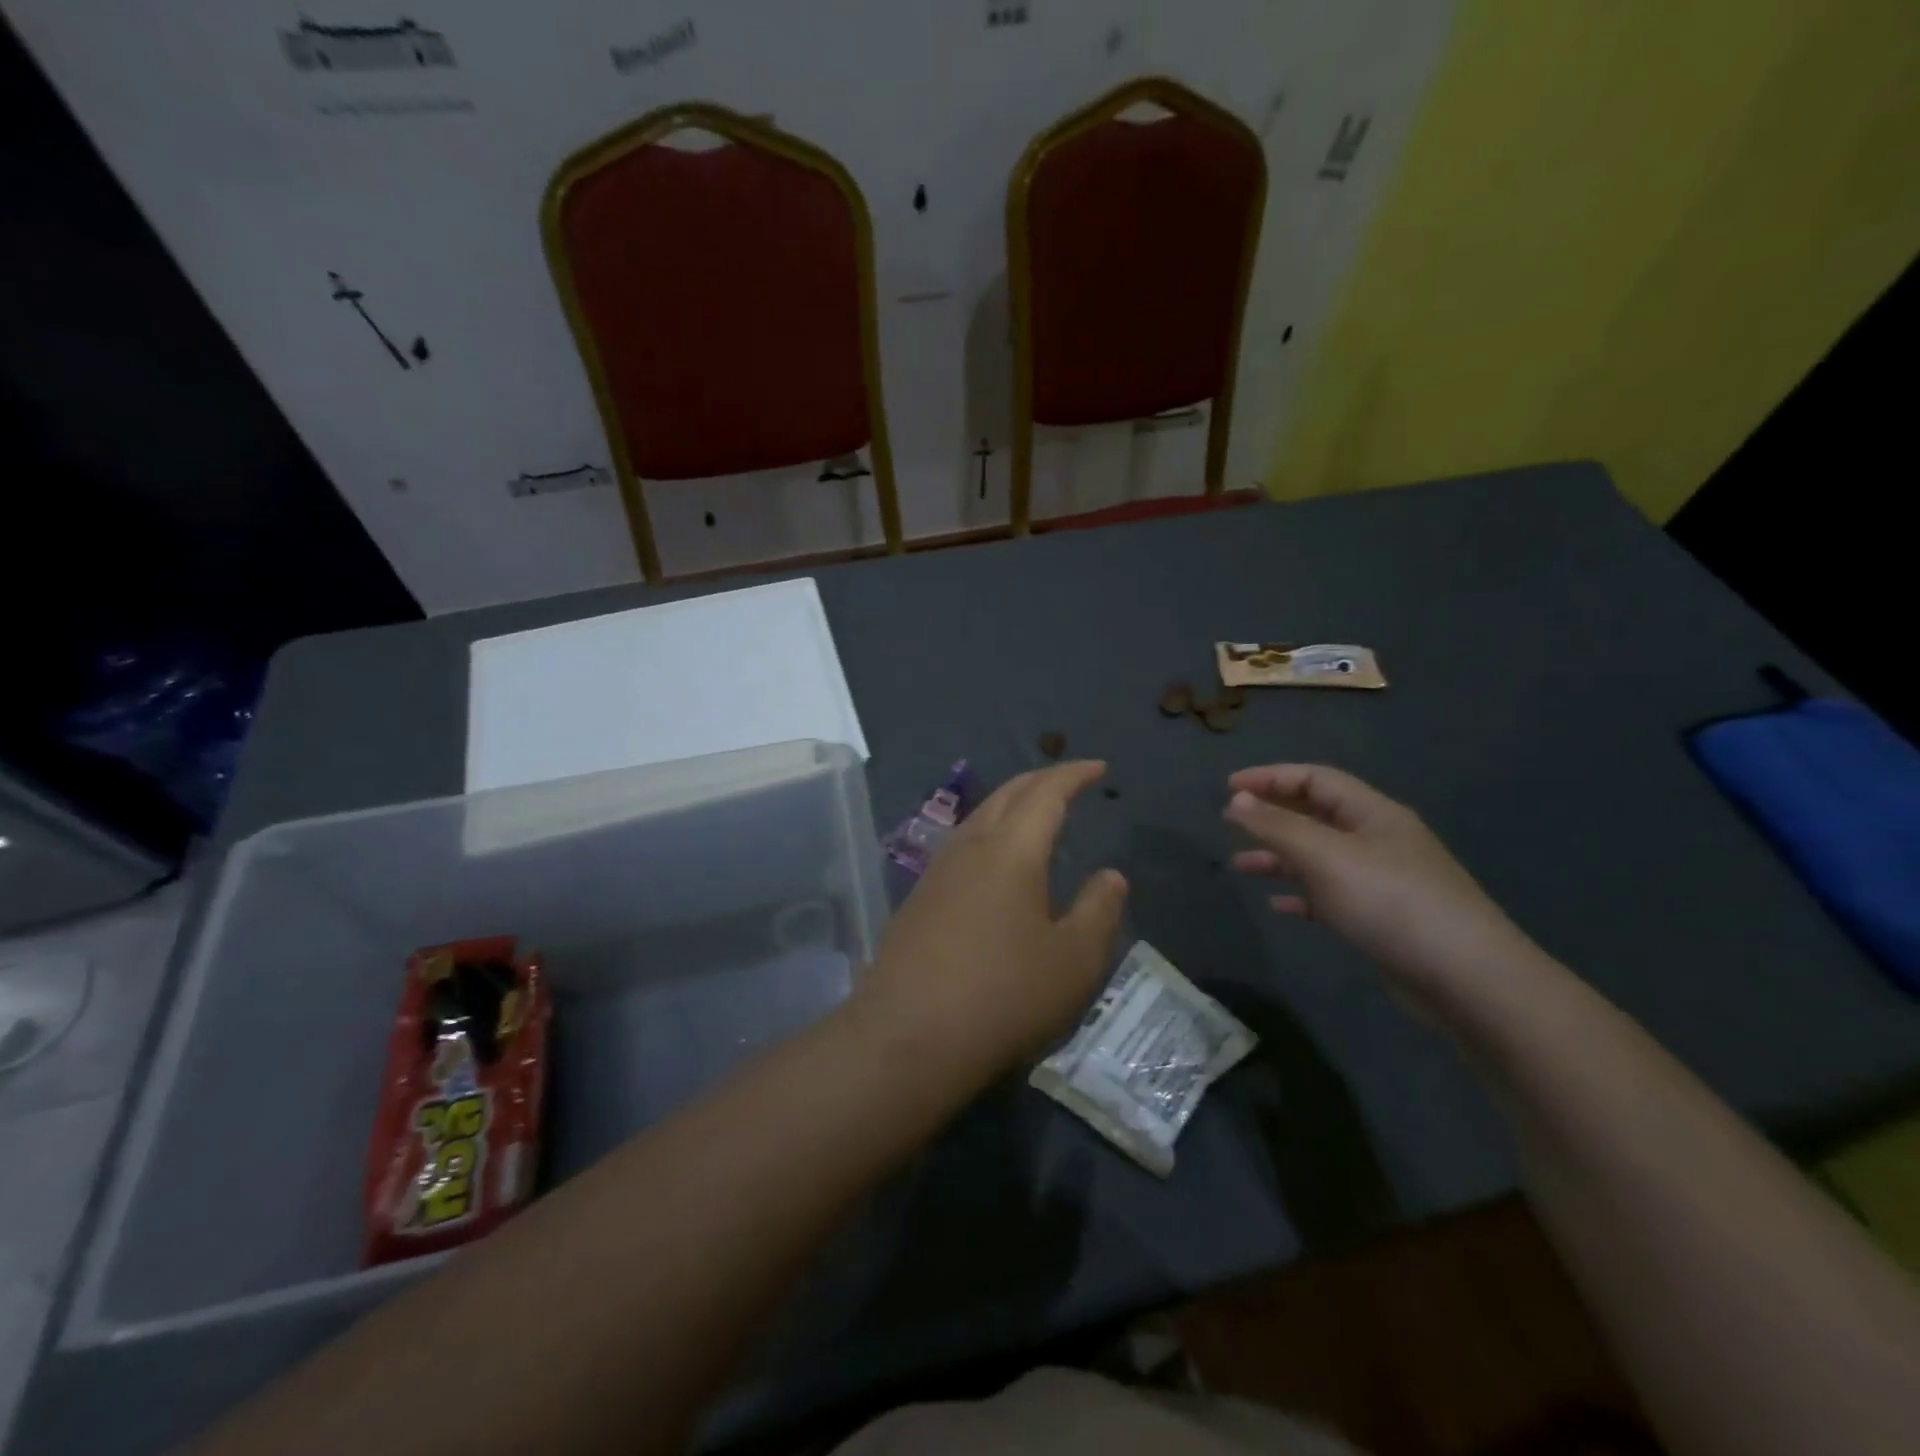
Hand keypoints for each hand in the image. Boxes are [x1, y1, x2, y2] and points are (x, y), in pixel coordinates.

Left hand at [852, 761, 1127, 1086]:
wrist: (906, 1037)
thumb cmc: (1003, 996)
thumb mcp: (1073, 961)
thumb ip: (1099, 911)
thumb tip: (1111, 875)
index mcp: (1012, 850)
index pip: (1046, 793)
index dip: (1073, 774)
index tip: (1098, 767)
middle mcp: (970, 846)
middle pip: (1006, 794)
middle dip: (1040, 781)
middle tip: (1069, 782)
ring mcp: (937, 871)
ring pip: (979, 816)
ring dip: (1010, 804)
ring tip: (1035, 815)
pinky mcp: (918, 898)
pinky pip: (962, 844)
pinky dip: (990, 833)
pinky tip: (995, 862)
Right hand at [1224, 763, 1550, 1010]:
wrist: (1467, 980)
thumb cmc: (1391, 903)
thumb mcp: (1326, 857)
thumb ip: (1277, 826)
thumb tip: (1236, 799)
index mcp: (1372, 814)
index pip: (1315, 779)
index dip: (1270, 777)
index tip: (1228, 788)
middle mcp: (1378, 840)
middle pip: (1316, 815)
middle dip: (1272, 816)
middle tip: (1230, 823)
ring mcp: (1383, 880)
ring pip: (1319, 857)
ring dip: (1279, 857)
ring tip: (1240, 866)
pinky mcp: (1382, 918)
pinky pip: (1331, 895)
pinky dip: (1301, 894)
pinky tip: (1278, 906)